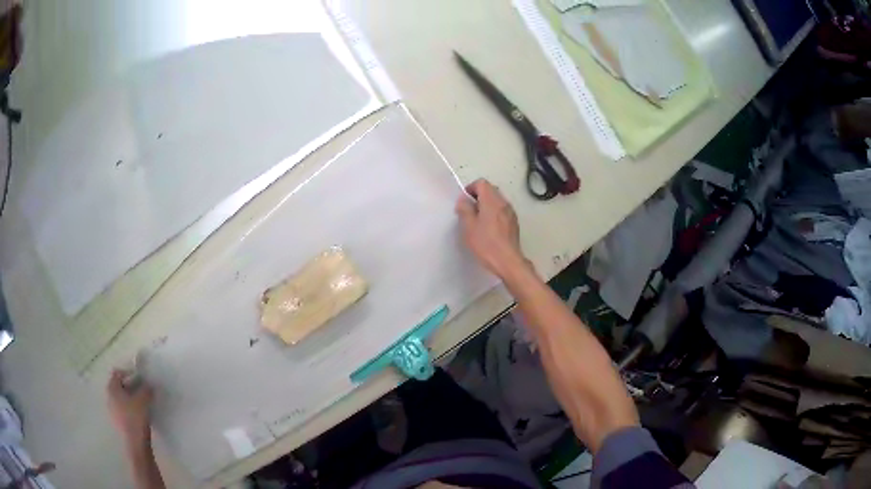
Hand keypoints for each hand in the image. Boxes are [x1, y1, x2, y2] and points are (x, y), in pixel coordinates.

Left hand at [107, 369, 153, 447]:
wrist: (135, 443)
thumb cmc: (136, 417)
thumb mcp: (144, 400)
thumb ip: (146, 389)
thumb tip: (149, 384)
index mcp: (112, 388)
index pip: (117, 373)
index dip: (129, 373)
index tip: (140, 379)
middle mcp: (109, 396)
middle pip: (119, 386)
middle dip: (131, 386)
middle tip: (143, 390)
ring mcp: (112, 410)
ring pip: (121, 398)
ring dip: (131, 398)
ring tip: (142, 403)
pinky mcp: (118, 421)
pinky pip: (123, 409)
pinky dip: (130, 408)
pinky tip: (140, 414)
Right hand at [456, 179, 528, 278]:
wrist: (507, 261)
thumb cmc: (486, 244)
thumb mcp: (469, 227)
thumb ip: (465, 209)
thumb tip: (463, 200)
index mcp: (492, 201)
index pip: (482, 183)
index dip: (471, 188)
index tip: (464, 201)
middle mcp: (504, 203)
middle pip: (490, 190)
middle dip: (478, 196)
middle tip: (469, 211)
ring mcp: (511, 213)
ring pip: (497, 201)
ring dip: (486, 206)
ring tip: (478, 221)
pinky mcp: (514, 223)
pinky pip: (502, 211)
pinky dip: (494, 214)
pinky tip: (488, 229)